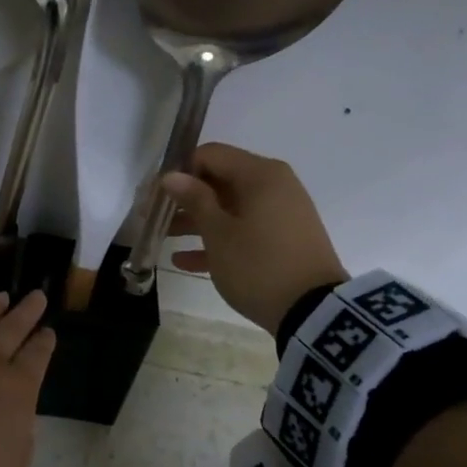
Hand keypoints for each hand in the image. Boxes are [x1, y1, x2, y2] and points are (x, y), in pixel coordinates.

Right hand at [162, 143, 346, 334]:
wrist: (313, 312)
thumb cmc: (258, 265)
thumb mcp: (219, 234)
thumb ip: (194, 200)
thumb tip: (172, 175)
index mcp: (260, 174)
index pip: (210, 155)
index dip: (179, 171)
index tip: (156, 195)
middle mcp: (274, 186)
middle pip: (219, 181)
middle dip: (185, 199)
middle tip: (153, 217)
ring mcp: (281, 213)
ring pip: (229, 208)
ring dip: (196, 221)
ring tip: (163, 238)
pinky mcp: (283, 239)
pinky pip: (244, 230)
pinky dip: (218, 240)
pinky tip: (184, 261)